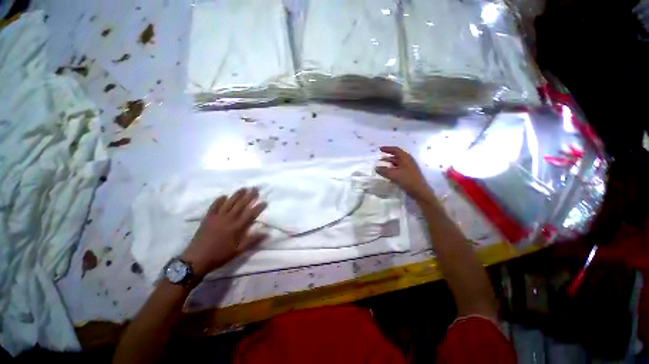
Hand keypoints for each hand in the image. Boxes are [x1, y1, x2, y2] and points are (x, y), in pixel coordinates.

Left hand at [182, 188, 267, 276]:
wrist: (196, 259)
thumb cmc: (220, 255)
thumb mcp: (238, 251)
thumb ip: (252, 240)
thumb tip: (267, 233)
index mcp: (237, 227)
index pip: (251, 214)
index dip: (258, 207)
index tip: (265, 201)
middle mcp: (229, 219)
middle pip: (241, 205)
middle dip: (249, 196)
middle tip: (255, 188)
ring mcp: (217, 217)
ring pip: (229, 203)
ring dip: (237, 195)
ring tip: (243, 188)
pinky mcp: (208, 218)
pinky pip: (214, 206)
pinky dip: (219, 200)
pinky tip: (223, 196)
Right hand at [376, 146, 433, 201]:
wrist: (419, 191)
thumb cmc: (407, 180)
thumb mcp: (393, 174)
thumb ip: (383, 170)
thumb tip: (376, 168)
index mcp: (405, 158)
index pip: (395, 150)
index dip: (387, 148)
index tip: (380, 149)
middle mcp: (407, 160)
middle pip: (396, 156)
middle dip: (387, 156)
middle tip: (379, 157)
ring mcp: (409, 167)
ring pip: (397, 163)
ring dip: (389, 163)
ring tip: (381, 166)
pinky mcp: (408, 173)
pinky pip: (398, 168)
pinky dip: (392, 168)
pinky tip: (388, 173)